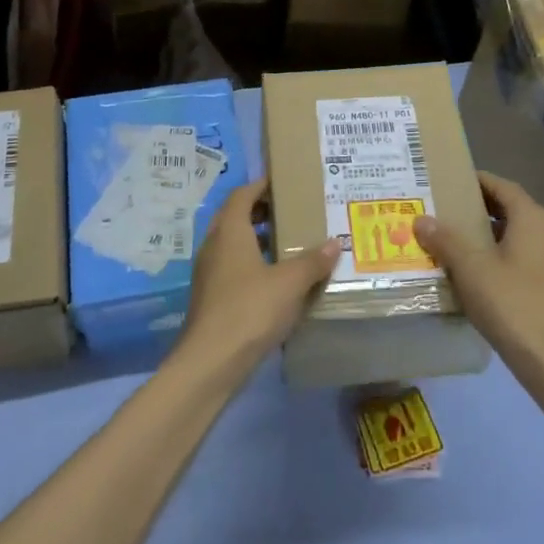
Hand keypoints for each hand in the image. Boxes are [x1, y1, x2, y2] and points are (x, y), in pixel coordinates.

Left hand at [179, 179, 339, 380]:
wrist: (210, 361)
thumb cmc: (250, 309)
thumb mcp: (290, 283)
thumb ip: (313, 261)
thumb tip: (334, 242)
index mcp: (229, 231)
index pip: (242, 195)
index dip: (261, 185)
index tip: (283, 182)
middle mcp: (214, 245)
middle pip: (235, 217)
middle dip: (260, 211)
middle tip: (290, 212)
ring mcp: (209, 273)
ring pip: (233, 244)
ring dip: (256, 239)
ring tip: (287, 244)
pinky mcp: (211, 297)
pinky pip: (232, 267)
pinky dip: (252, 263)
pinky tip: (275, 280)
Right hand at [414, 174, 543, 378]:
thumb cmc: (512, 304)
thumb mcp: (471, 268)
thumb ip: (445, 240)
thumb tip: (421, 219)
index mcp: (531, 219)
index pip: (501, 185)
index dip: (474, 180)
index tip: (446, 181)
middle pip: (506, 208)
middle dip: (473, 207)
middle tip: (440, 208)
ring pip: (510, 234)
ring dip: (481, 233)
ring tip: (446, 237)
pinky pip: (515, 256)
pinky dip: (492, 255)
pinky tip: (467, 269)